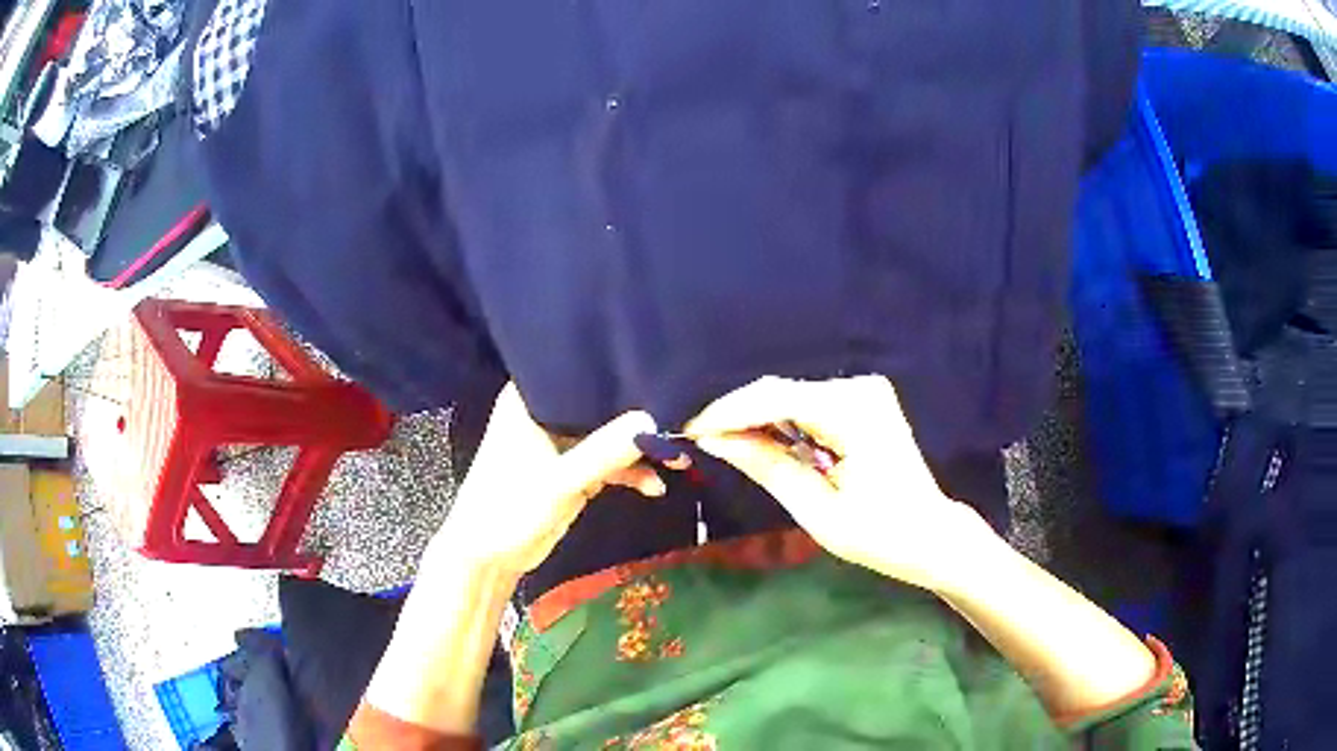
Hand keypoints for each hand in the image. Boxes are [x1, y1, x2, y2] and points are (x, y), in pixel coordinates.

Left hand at [430, 383, 657, 578]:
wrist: (489, 557)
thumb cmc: (508, 509)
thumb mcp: (558, 482)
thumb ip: (603, 453)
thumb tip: (654, 419)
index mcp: (530, 400)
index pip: (578, 371)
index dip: (615, 369)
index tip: (659, 366)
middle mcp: (547, 413)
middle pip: (600, 402)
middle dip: (637, 413)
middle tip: (683, 415)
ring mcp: (562, 443)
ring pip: (609, 434)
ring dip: (639, 449)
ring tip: (678, 460)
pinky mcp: (573, 470)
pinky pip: (609, 462)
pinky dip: (631, 473)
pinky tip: (655, 487)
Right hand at [686, 376, 995, 591]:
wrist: (932, 535)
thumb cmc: (880, 535)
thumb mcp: (817, 511)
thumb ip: (767, 467)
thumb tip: (715, 439)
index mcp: (855, 413)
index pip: (777, 398)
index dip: (728, 412)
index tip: (690, 431)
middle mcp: (861, 388)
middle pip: (781, 391)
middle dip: (738, 415)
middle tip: (700, 441)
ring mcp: (864, 391)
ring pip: (791, 396)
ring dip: (756, 419)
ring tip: (722, 444)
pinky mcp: (863, 401)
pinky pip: (808, 404)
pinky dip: (780, 422)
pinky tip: (759, 442)